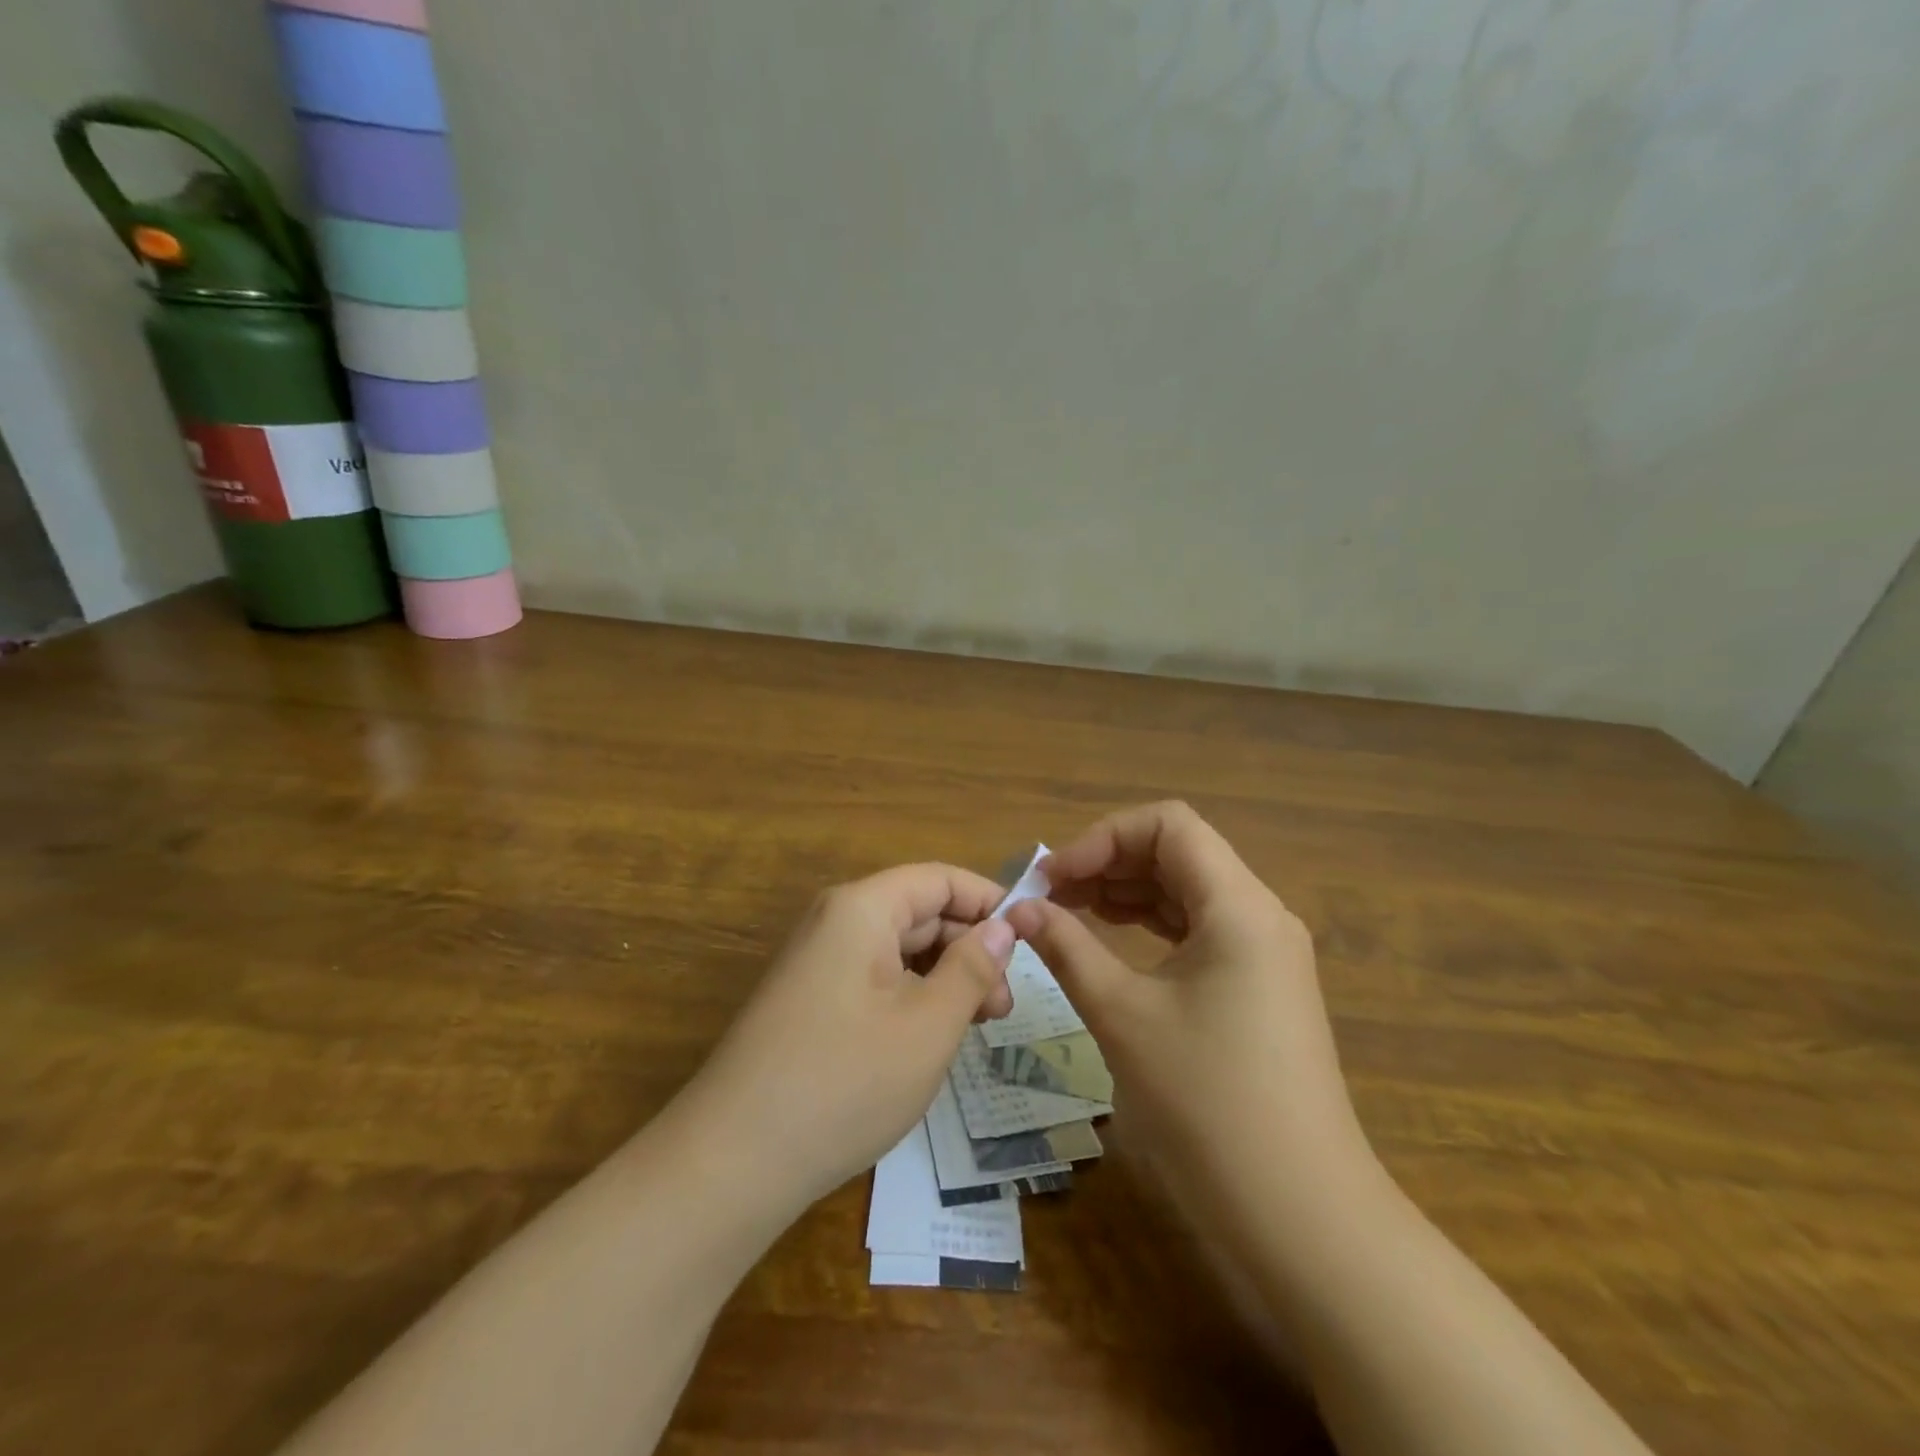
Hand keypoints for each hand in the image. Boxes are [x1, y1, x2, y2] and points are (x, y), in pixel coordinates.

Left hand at [680, 864, 1016, 1208]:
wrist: (732, 1161)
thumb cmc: (845, 1082)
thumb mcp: (928, 1025)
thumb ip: (971, 968)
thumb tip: (1003, 926)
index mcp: (862, 908)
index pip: (939, 879)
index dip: (988, 901)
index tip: (1030, 938)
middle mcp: (835, 921)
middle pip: (919, 912)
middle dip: (969, 948)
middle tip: (1006, 1006)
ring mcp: (817, 962)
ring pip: (898, 949)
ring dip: (943, 977)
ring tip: (977, 1026)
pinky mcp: (809, 999)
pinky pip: (874, 978)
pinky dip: (911, 997)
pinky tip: (931, 1037)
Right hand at [1005, 803, 1375, 1217]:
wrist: (1299, 1212)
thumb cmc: (1207, 1102)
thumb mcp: (1123, 1015)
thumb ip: (1067, 949)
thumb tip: (1021, 909)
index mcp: (1238, 906)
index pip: (1169, 825)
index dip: (1103, 837)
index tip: (1055, 876)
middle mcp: (1260, 914)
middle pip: (1179, 852)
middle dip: (1110, 862)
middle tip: (1050, 895)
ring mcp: (1265, 951)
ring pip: (1187, 890)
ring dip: (1127, 891)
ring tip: (1069, 912)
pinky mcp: (1259, 985)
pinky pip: (1199, 928)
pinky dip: (1151, 923)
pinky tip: (1111, 939)